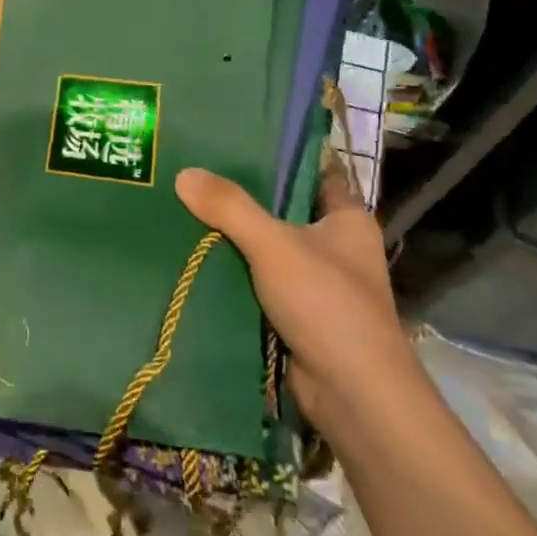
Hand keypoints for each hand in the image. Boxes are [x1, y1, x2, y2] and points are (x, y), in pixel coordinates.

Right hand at [175, 153, 402, 422]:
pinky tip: (196, 260)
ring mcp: (318, 283)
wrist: (352, 393)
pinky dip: (236, 275)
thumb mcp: (275, 245)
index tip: (237, 142)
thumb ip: (231, 207)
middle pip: (285, 211)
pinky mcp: (299, 315)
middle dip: (246, 199)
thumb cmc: (327, 304)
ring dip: (236, 240)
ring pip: (270, 250)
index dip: (282, 157)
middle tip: (196, 175)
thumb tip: (184, 173)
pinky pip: (262, 284)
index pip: (315, 173)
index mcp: (347, 220)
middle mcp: (337, 247)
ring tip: (186, 211)